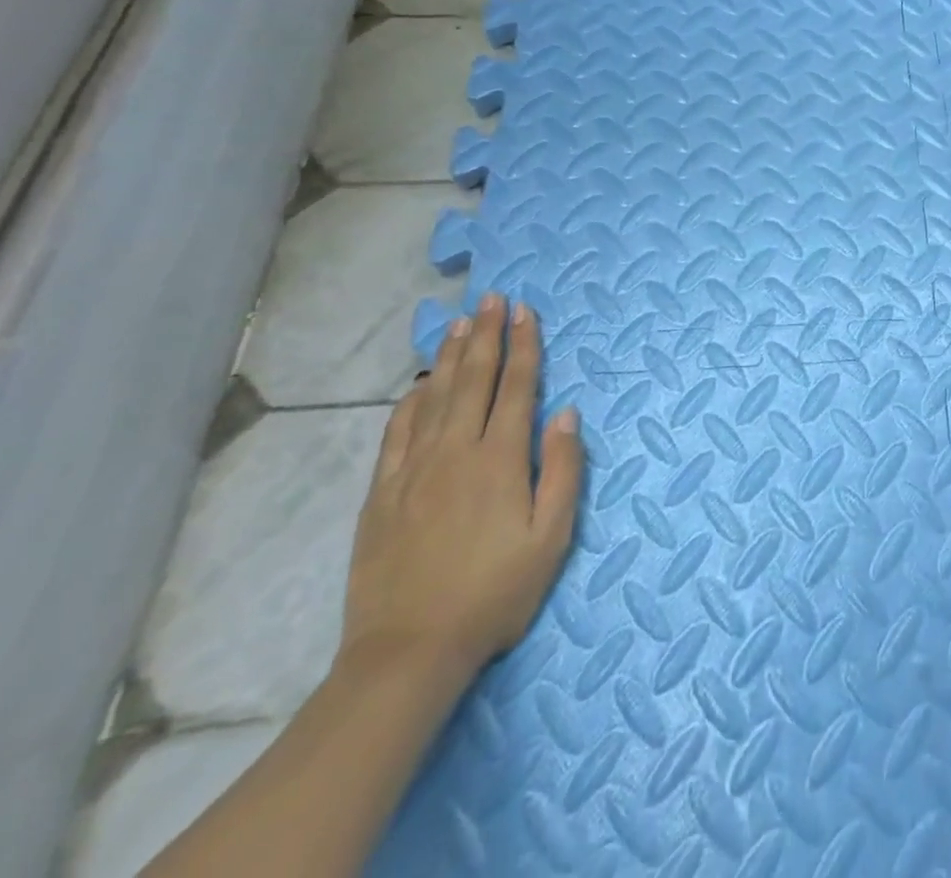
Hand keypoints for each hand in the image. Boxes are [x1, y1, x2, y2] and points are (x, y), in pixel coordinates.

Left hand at [338, 294, 584, 680]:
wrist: (409, 651)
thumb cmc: (495, 593)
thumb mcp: (551, 537)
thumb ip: (562, 470)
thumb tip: (566, 414)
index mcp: (500, 460)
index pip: (516, 388)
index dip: (523, 346)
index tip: (525, 311)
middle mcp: (456, 452)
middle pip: (474, 380)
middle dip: (486, 335)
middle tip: (492, 298)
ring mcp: (413, 471)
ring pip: (435, 397)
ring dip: (451, 356)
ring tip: (460, 322)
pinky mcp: (383, 494)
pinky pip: (397, 433)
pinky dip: (411, 401)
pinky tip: (419, 385)